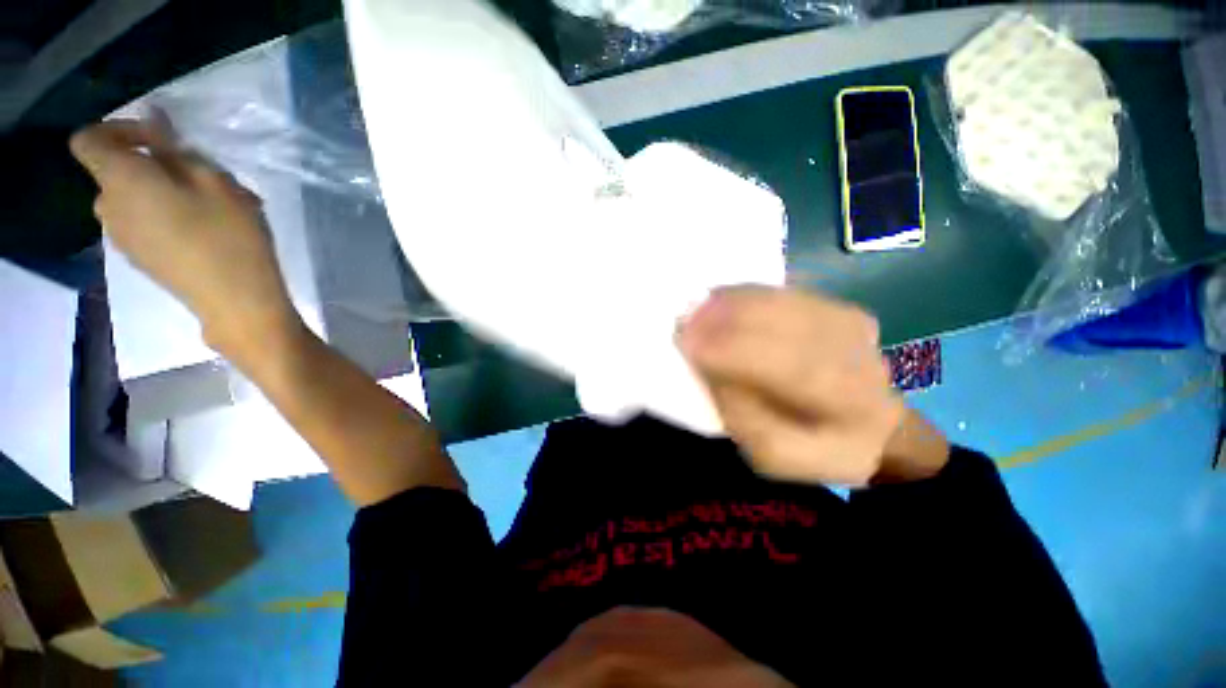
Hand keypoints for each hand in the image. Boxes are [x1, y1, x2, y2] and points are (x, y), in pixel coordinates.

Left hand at [71, 117, 301, 361]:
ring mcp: (123, 238)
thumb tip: (155, 121)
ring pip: (132, 199)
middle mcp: (109, 207)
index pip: (89, 139)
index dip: (117, 129)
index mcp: (121, 180)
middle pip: (115, 172)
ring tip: (209, 208)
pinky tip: (203, 232)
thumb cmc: (228, 236)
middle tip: (201, 178)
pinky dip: (165, 217)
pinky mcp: (140, 259)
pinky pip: (142, 224)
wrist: (236, 301)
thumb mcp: (215, 182)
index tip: (159, 139)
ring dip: (162, 193)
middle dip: (151, 166)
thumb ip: (176, 150)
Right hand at [678, 286, 946, 485]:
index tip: (688, 341)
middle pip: (788, 325)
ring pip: (783, 301)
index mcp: (850, 405)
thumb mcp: (775, 455)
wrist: (870, 426)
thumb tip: (712, 370)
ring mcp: (850, 323)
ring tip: (696, 308)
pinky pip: (783, 292)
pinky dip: (745, 294)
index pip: (793, 369)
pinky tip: (718, 300)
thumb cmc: (816, 448)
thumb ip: (744, 418)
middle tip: (684, 318)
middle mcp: (858, 355)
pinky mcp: (836, 305)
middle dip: (728, 319)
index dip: (735, 351)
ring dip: (733, 302)